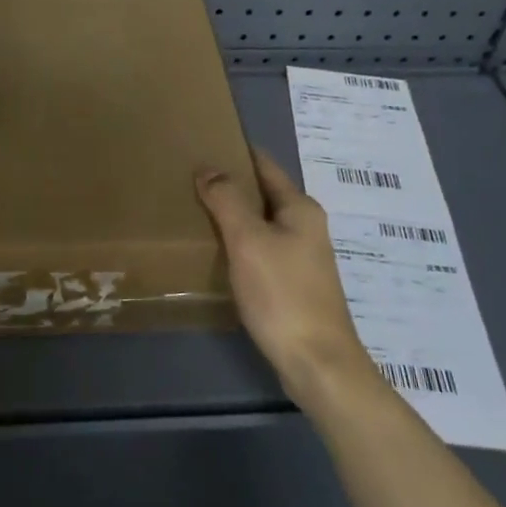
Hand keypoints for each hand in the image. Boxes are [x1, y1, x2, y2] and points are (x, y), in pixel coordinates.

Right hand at [195, 150, 379, 410]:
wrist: (317, 363)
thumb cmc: (282, 294)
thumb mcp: (249, 240)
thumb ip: (227, 200)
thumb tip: (208, 167)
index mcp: (300, 208)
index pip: (264, 165)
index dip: (236, 152)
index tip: (203, 143)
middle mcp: (305, 226)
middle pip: (263, 194)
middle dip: (230, 184)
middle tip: (189, 179)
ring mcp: (302, 257)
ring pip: (261, 224)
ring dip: (233, 216)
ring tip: (194, 211)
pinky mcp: (293, 285)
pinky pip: (261, 250)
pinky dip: (239, 243)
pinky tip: (216, 252)